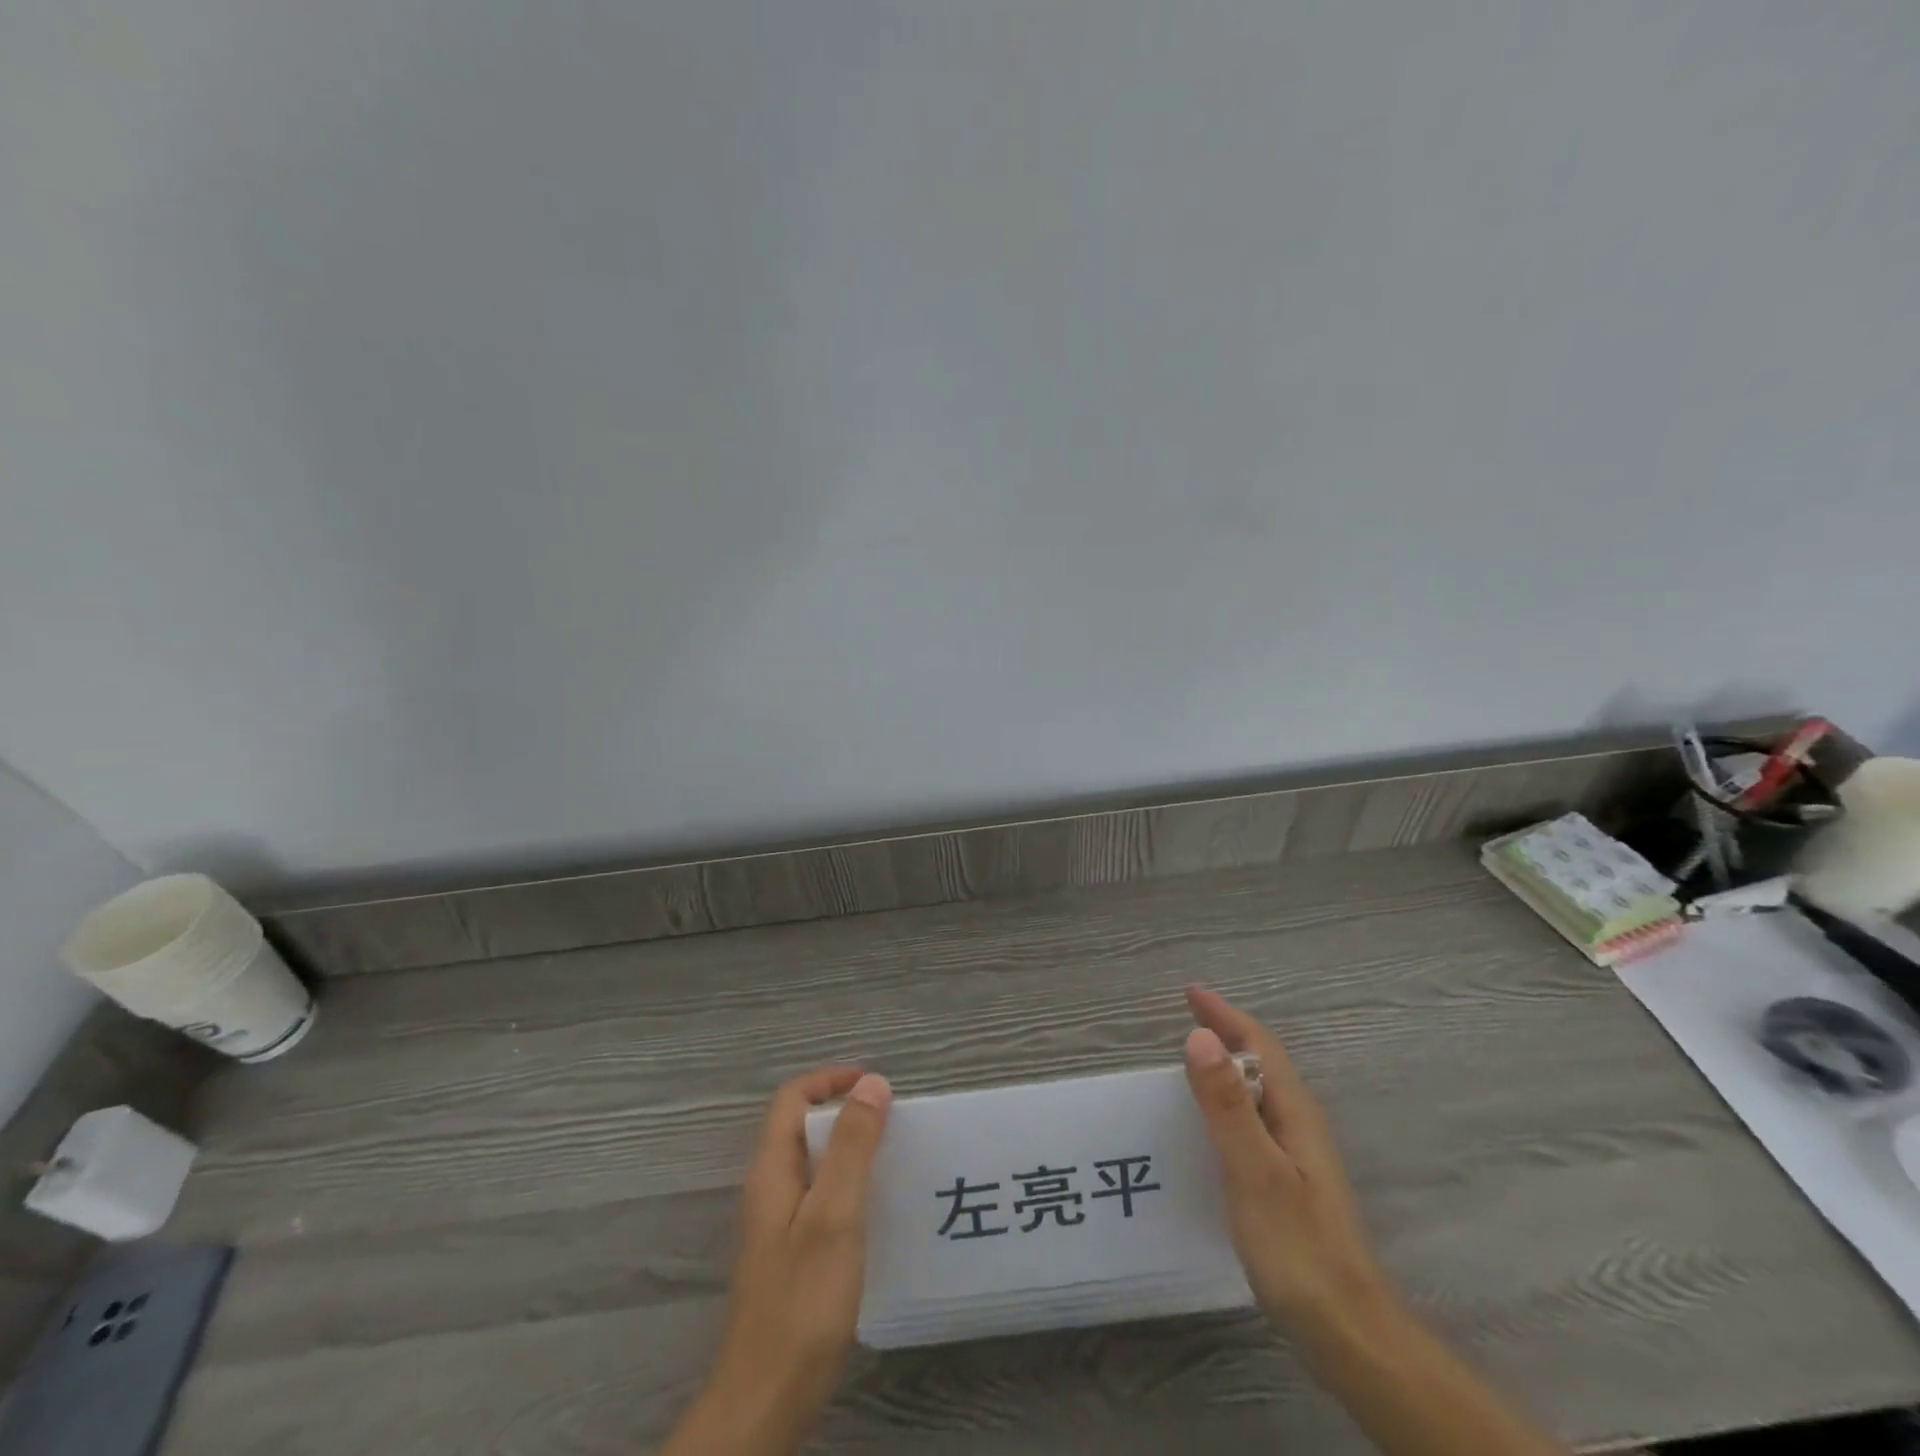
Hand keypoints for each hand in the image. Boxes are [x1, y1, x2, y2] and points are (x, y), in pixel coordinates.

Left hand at [663, 1067, 892, 1455]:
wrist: (766, 1400)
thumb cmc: (802, 1301)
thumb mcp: (834, 1214)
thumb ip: (852, 1146)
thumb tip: (871, 1083)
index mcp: (772, 1171)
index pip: (793, 1099)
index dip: (830, 1080)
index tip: (875, 1084)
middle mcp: (771, 1190)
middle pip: (803, 1128)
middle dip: (846, 1113)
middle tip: (895, 1121)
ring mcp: (780, 1226)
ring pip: (815, 1164)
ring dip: (851, 1150)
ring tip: (896, 1158)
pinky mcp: (793, 1256)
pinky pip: (823, 1198)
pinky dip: (851, 1186)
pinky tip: (880, 1211)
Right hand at [1182, 986, 1388, 1331]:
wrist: (1349, 1335)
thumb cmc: (1299, 1248)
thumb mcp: (1255, 1171)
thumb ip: (1227, 1105)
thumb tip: (1200, 1035)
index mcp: (1294, 1114)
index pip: (1259, 1047)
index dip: (1225, 1015)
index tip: (1190, 992)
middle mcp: (1299, 1126)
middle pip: (1260, 1064)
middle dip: (1225, 1033)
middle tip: (1184, 1017)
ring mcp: (1297, 1158)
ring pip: (1258, 1094)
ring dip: (1226, 1068)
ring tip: (1188, 1062)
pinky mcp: (1288, 1186)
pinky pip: (1253, 1123)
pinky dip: (1227, 1104)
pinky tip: (1208, 1126)